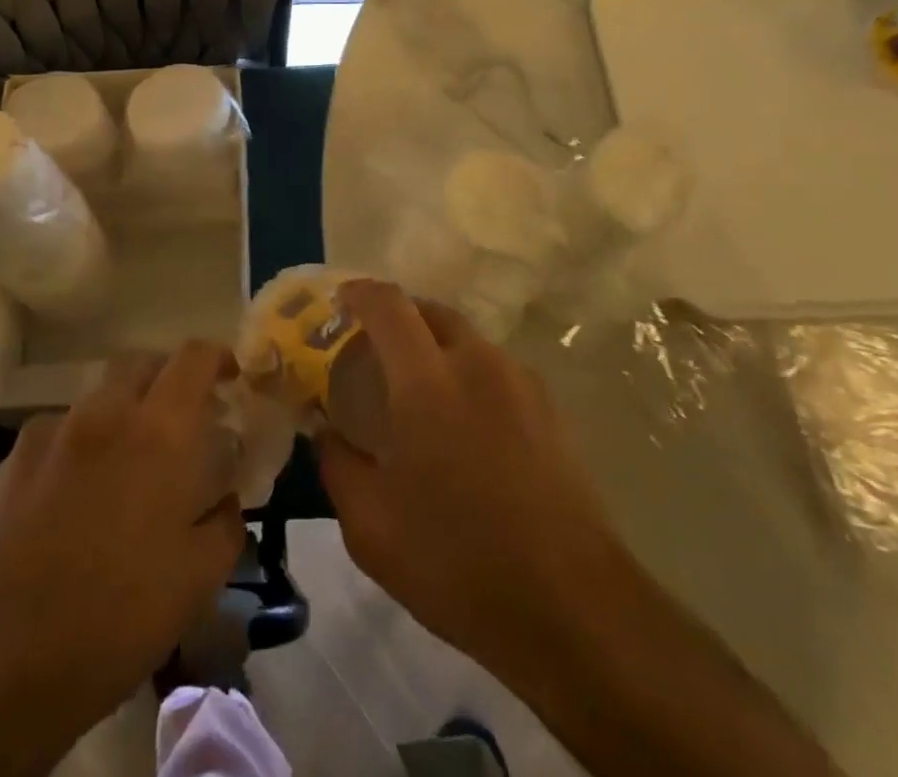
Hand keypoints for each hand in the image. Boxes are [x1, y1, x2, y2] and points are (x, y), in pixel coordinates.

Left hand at [0, 341, 245, 773]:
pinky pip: (58, 430)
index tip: (230, 379)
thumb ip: (225, 525)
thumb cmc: (112, 622)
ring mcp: (53, 433)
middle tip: (180, 422)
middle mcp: (106, 414)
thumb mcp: (195, 583)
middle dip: (167, 380)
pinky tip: (73, 494)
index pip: (194, 357)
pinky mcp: (11, 462)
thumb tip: (226, 499)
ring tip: (126, 464)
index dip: (216, 357)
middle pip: (142, 363)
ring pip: (99, 396)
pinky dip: (79, 443)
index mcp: (159, 432)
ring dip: (122, 412)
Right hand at [316, 280, 628, 684]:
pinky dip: (468, 374)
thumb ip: (338, 465)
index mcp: (427, 381)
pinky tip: (465, 425)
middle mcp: (476, 363)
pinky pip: (496, 369)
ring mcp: (520, 381)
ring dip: (435, 347)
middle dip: (398, 316)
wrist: (571, 605)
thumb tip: (326, 432)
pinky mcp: (550, 407)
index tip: (340, 300)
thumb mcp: (371, 528)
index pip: (389, 305)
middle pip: (431, 310)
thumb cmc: (457, 562)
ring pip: (467, 339)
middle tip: (374, 349)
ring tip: (419, 392)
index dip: (361, 293)